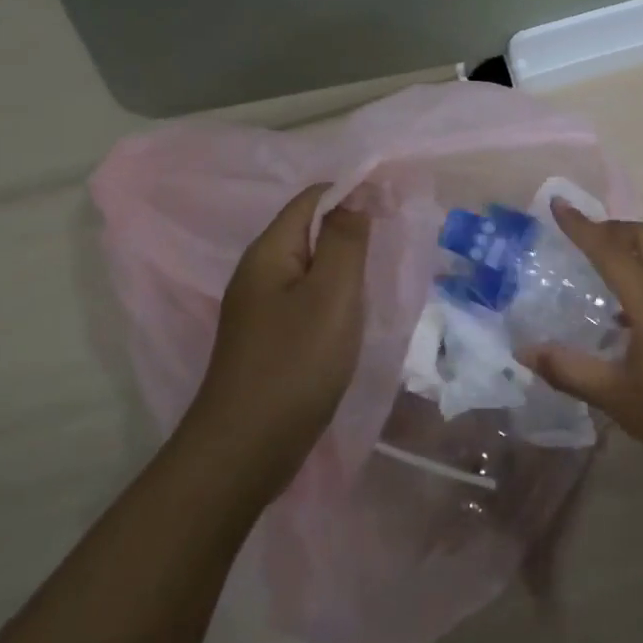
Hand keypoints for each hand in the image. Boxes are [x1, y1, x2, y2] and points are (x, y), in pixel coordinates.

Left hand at [191, 184, 369, 494]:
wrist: (246, 450)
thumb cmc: (295, 364)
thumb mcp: (331, 295)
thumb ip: (346, 239)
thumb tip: (358, 192)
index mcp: (269, 253)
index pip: (313, 199)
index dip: (354, 192)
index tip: (396, 204)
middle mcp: (259, 273)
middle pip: (309, 230)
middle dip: (352, 226)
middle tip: (395, 240)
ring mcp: (261, 309)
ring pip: (310, 267)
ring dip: (345, 262)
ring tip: (382, 273)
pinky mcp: (269, 339)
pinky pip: (307, 299)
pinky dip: (334, 294)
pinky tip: (354, 313)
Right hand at [525, 204, 642, 494]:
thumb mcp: (617, 397)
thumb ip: (569, 370)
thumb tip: (525, 352)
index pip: (610, 250)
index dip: (581, 226)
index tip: (557, 203)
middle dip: (612, 227)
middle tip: (580, 237)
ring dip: (632, 246)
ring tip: (599, 265)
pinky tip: (625, 310)